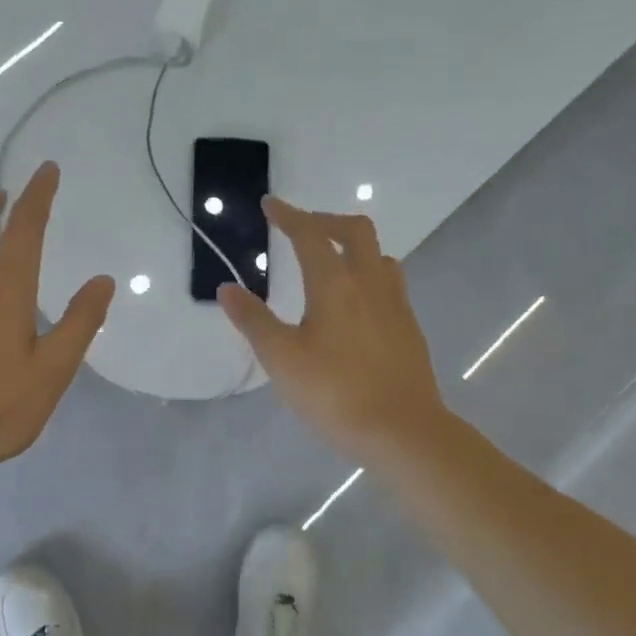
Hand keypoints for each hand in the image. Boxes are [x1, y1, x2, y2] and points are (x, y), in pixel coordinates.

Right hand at [217, 197, 446, 458]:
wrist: (403, 431)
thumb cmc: (335, 393)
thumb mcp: (282, 359)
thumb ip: (253, 321)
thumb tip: (227, 288)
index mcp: (335, 284)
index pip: (310, 235)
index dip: (288, 215)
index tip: (271, 204)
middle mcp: (370, 283)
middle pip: (355, 231)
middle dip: (325, 221)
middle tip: (301, 230)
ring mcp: (396, 305)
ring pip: (379, 256)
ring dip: (353, 247)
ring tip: (330, 264)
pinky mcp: (409, 328)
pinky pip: (389, 283)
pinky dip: (368, 275)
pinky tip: (355, 305)